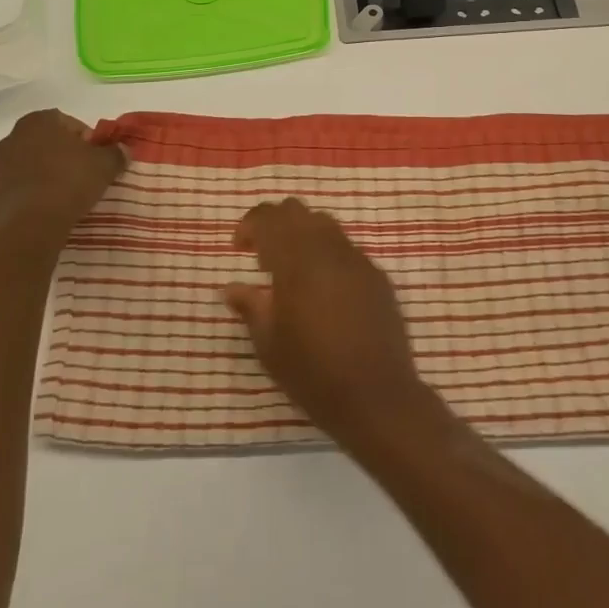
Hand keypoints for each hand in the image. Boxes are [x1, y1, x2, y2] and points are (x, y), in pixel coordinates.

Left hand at [0, 110, 124, 253]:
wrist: (30, 227)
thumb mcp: (104, 165)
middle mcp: (12, 138)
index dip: (84, 138)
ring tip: (63, 195)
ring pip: (27, 165)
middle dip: (61, 155)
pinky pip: (16, 189)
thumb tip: (122, 149)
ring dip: (43, 174)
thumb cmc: (69, 183)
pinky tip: (45, 210)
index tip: (95, 157)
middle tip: (81, 174)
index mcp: (38, 122)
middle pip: (44, 142)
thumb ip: (115, 153)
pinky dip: (29, 195)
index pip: (66, 122)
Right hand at [223, 199, 444, 452]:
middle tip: (262, 254)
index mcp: (296, 260)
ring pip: (325, 224)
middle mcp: (327, 249)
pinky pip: (346, 249)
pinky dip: (327, 255)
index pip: (269, 218)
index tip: (239, 247)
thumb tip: (231, 287)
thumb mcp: (269, 344)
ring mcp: (357, 259)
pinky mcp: (377, 276)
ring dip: (303, 234)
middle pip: (297, 211)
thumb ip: (250, 306)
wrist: (376, 396)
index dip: (249, 224)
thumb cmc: (313, 372)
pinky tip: (324, 288)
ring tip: (293, 269)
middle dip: (275, 223)